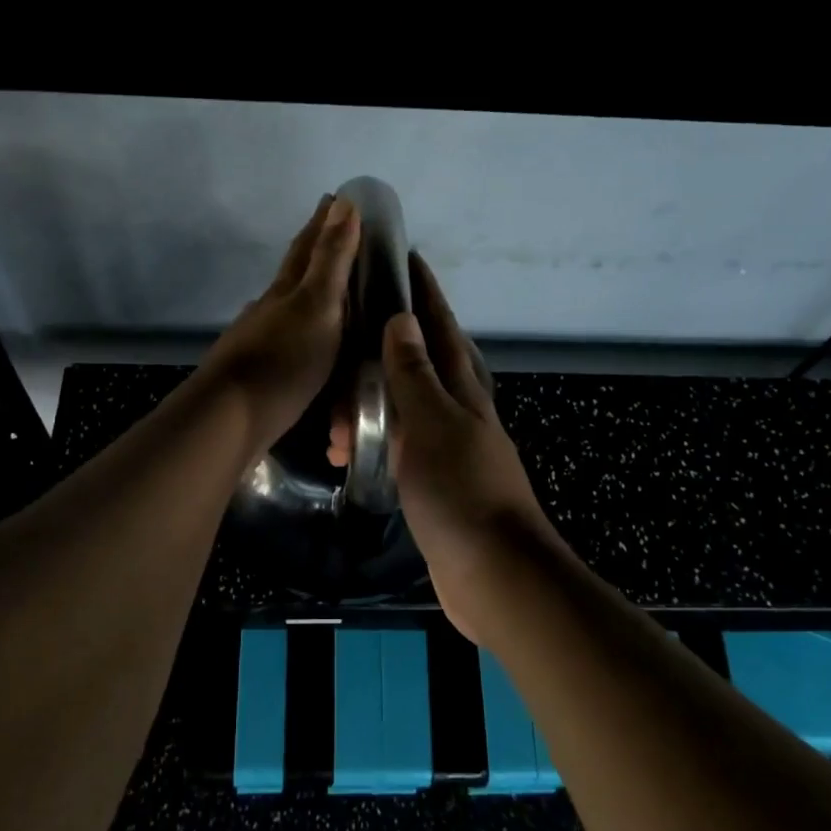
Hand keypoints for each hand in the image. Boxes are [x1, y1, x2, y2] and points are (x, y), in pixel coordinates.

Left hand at [199, 194, 360, 457]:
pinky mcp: (261, 376)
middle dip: (317, 254)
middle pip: (295, 275)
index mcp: (287, 290)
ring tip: (335, 297)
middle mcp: (271, 310)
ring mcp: (262, 343)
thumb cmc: (283, 360)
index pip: (308, 247)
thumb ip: (331, 260)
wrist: (231, 419)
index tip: (337, 198)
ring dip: (311, 298)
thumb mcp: (317, 305)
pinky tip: (312, 349)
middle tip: (340, 238)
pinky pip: (291, 346)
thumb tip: (343, 203)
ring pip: (291, 310)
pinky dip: (307, 338)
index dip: (324, 223)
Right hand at [378, 256, 552, 642]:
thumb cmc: (461, 491)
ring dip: (373, 399)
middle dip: (393, 338)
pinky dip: (375, 438)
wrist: (495, 574)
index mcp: (462, 390)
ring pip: (407, 406)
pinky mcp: (437, 482)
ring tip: (335, 406)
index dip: (424, 292)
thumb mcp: (431, 424)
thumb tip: (402, 320)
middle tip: (350, 327)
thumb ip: (415, 375)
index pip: (440, 327)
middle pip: (425, 361)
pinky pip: (399, 444)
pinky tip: (355, 445)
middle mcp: (460, 412)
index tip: (405, 256)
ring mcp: (451, 448)